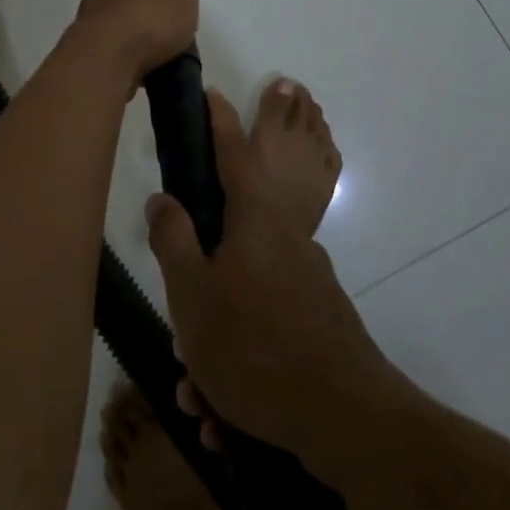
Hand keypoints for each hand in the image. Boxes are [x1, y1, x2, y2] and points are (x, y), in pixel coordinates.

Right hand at [145, 90, 394, 460]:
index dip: (219, 123)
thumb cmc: (255, 344)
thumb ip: (173, 240)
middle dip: (202, 278)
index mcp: (255, 221)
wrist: (347, 417)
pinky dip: (244, 363)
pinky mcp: (322, 320)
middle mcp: (287, 241)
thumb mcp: (192, 294)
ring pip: (247, 295)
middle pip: (233, 239)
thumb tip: (161, 198)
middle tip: (183, 333)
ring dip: (218, 339)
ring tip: (201, 394)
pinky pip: (269, 330)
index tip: (211, 92)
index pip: (232, 155)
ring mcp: (309, 281)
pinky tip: (227, 414)